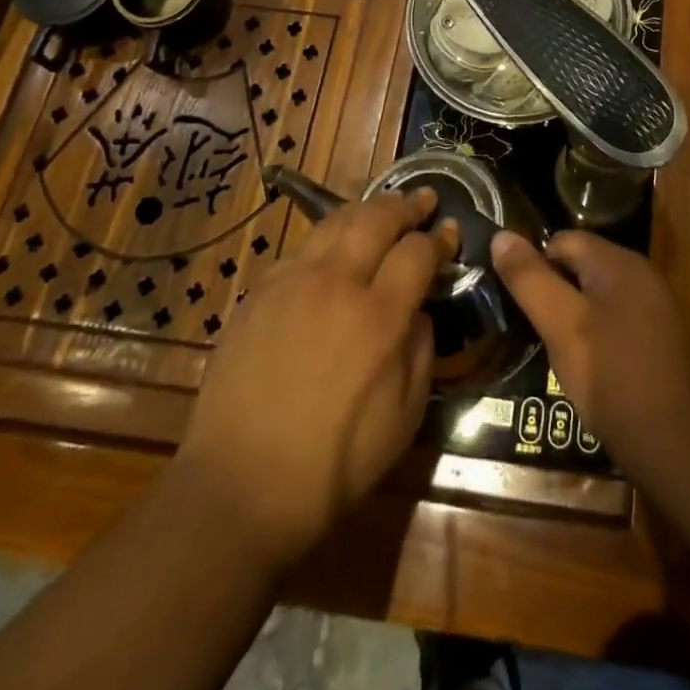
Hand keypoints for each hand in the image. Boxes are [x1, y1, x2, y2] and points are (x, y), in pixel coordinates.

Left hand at [176, 190, 457, 573]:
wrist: (238, 489)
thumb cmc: (333, 465)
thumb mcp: (404, 417)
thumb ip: (421, 350)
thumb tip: (420, 309)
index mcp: (378, 317)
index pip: (418, 250)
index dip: (440, 237)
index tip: (450, 230)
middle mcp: (335, 284)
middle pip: (377, 217)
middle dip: (407, 205)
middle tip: (423, 200)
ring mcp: (291, 283)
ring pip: (335, 222)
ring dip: (367, 211)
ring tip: (382, 212)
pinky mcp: (258, 294)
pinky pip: (301, 249)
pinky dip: (328, 239)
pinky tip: (333, 252)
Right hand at [490, 230, 689, 471]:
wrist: (668, 441)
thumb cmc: (608, 374)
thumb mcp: (560, 324)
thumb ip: (530, 278)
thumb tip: (501, 236)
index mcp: (619, 261)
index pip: (563, 240)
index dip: (535, 265)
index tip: (517, 300)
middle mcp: (640, 272)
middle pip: (582, 263)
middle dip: (554, 288)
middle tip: (532, 325)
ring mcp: (653, 303)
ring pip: (597, 291)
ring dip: (572, 311)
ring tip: (553, 345)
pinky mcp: (657, 334)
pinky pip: (615, 314)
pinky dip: (595, 328)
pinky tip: (585, 360)